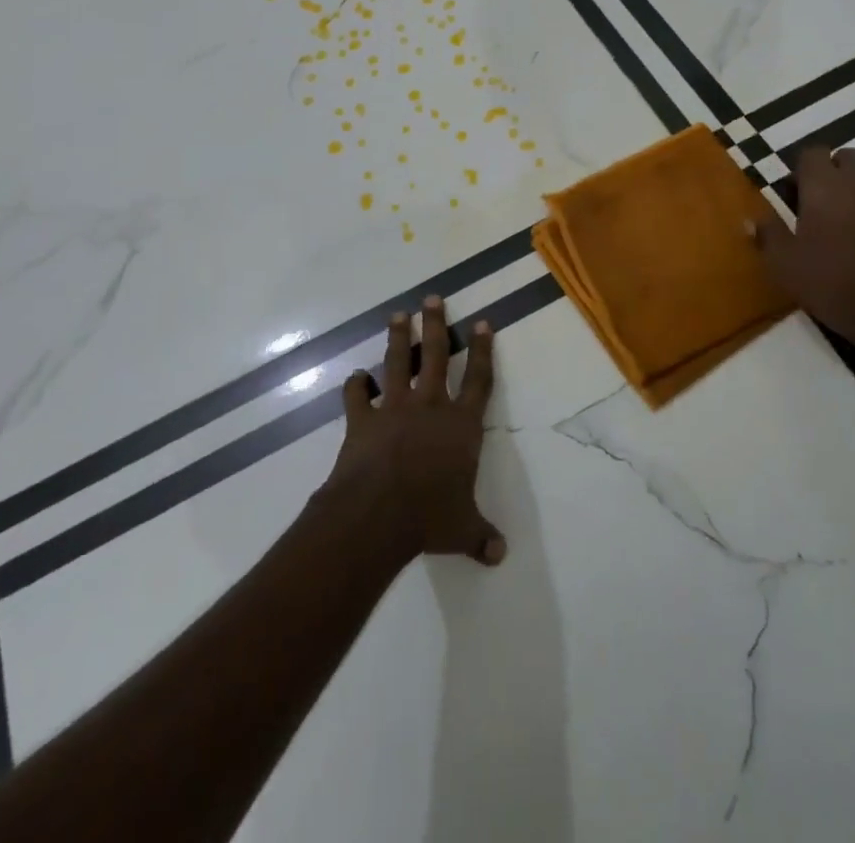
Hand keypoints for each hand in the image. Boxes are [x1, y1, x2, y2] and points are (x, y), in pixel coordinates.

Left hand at [322, 296, 505, 566]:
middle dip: (435, 324)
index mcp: (461, 426)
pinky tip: (355, 379)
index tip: (483, 322)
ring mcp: (394, 408)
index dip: (483, 350)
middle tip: (432, 298)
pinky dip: (355, 386)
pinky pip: (357, 396)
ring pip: (397, 363)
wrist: (378, 513)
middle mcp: (430, 406)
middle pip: (435, 355)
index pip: (479, 380)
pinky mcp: (362, 419)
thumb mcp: (463, 530)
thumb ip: (480, 536)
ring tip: (398, 314)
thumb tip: (499, 556)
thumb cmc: (430, 517)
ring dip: (398, 338)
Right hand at [751, 146, 854, 350]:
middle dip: (835, 171)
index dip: (804, 169)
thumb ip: (767, 234)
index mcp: (822, 186)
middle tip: (825, 202)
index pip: (812, 152)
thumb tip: (751, 219)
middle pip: (848, 157)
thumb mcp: (783, 263)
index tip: (798, 192)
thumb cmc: (829, 282)